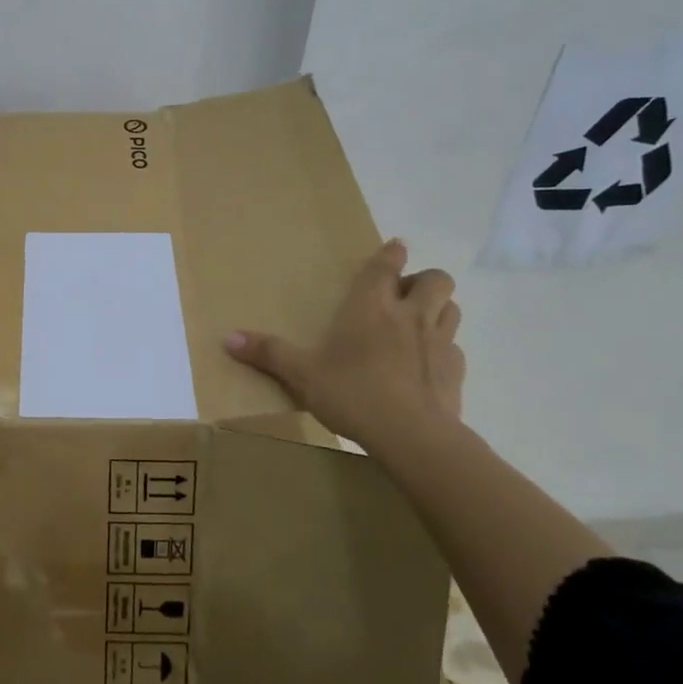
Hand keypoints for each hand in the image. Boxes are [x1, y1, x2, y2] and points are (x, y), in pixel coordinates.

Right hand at [224, 239, 465, 450]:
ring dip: (439, 309)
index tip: (396, 247)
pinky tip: (426, 366)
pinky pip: (454, 348)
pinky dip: (443, 350)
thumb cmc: (352, 393)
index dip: (392, 253)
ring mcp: (439, 342)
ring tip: (418, 324)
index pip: (387, 265)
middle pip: (436, 279)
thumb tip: (227, 337)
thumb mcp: (302, 374)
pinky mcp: (456, 371)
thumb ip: (268, 353)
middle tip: (404, 295)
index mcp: (371, 306)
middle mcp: (409, 314)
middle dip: (424, 279)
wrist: (412, 436)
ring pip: (452, 308)